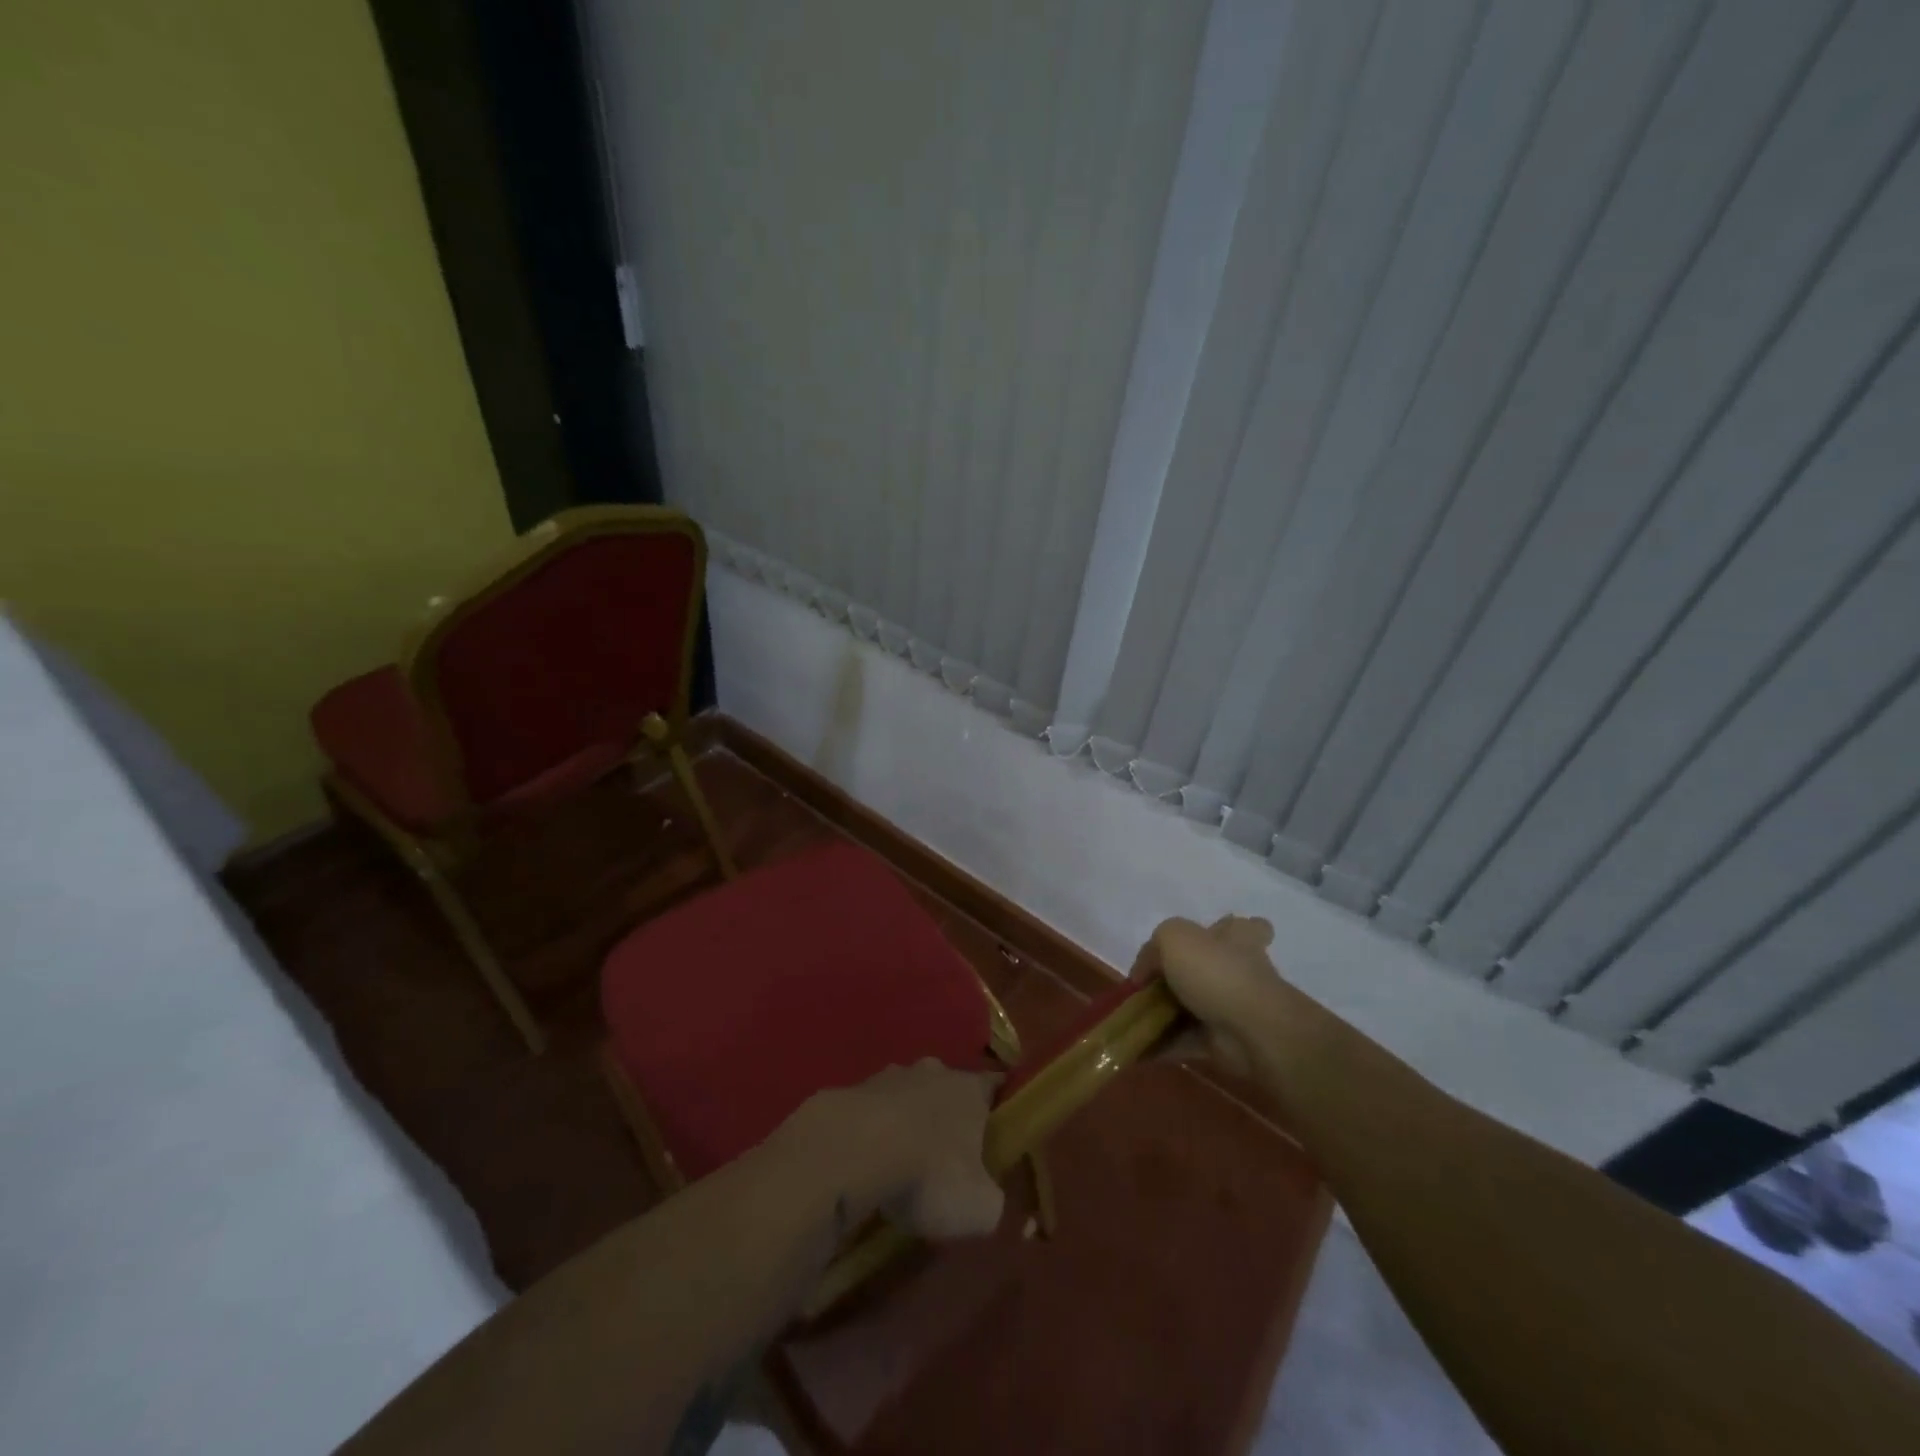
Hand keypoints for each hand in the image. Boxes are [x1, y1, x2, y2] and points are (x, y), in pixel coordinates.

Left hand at [780, 1060, 1004, 1240]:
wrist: (852, 1150)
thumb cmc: (929, 1173)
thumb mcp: (979, 1208)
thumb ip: (995, 1204)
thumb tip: (993, 1203)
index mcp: (969, 1089)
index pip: (995, 1085)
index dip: (1001, 1104)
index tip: (1003, 1125)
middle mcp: (933, 1072)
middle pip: (949, 1087)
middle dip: (950, 1114)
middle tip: (951, 1153)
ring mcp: (890, 1077)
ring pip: (908, 1095)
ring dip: (909, 1120)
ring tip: (904, 1161)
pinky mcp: (853, 1091)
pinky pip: (873, 1111)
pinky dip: (875, 1131)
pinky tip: (870, 1163)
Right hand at [1132, 915, 1286, 1078]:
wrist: (1250, 1030)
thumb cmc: (1216, 971)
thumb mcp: (1174, 937)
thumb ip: (1154, 948)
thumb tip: (1144, 973)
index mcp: (1235, 938)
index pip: (1238, 927)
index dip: (1222, 930)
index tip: (1202, 940)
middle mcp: (1237, 970)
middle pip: (1211, 968)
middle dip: (1182, 976)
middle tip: (1149, 984)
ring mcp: (1232, 1008)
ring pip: (1193, 1006)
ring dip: (1165, 1013)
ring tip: (1131, 1017)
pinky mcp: (1222, 1041)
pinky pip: (1185, 1040)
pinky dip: (1163, 1044)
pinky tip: (1136, 1045)